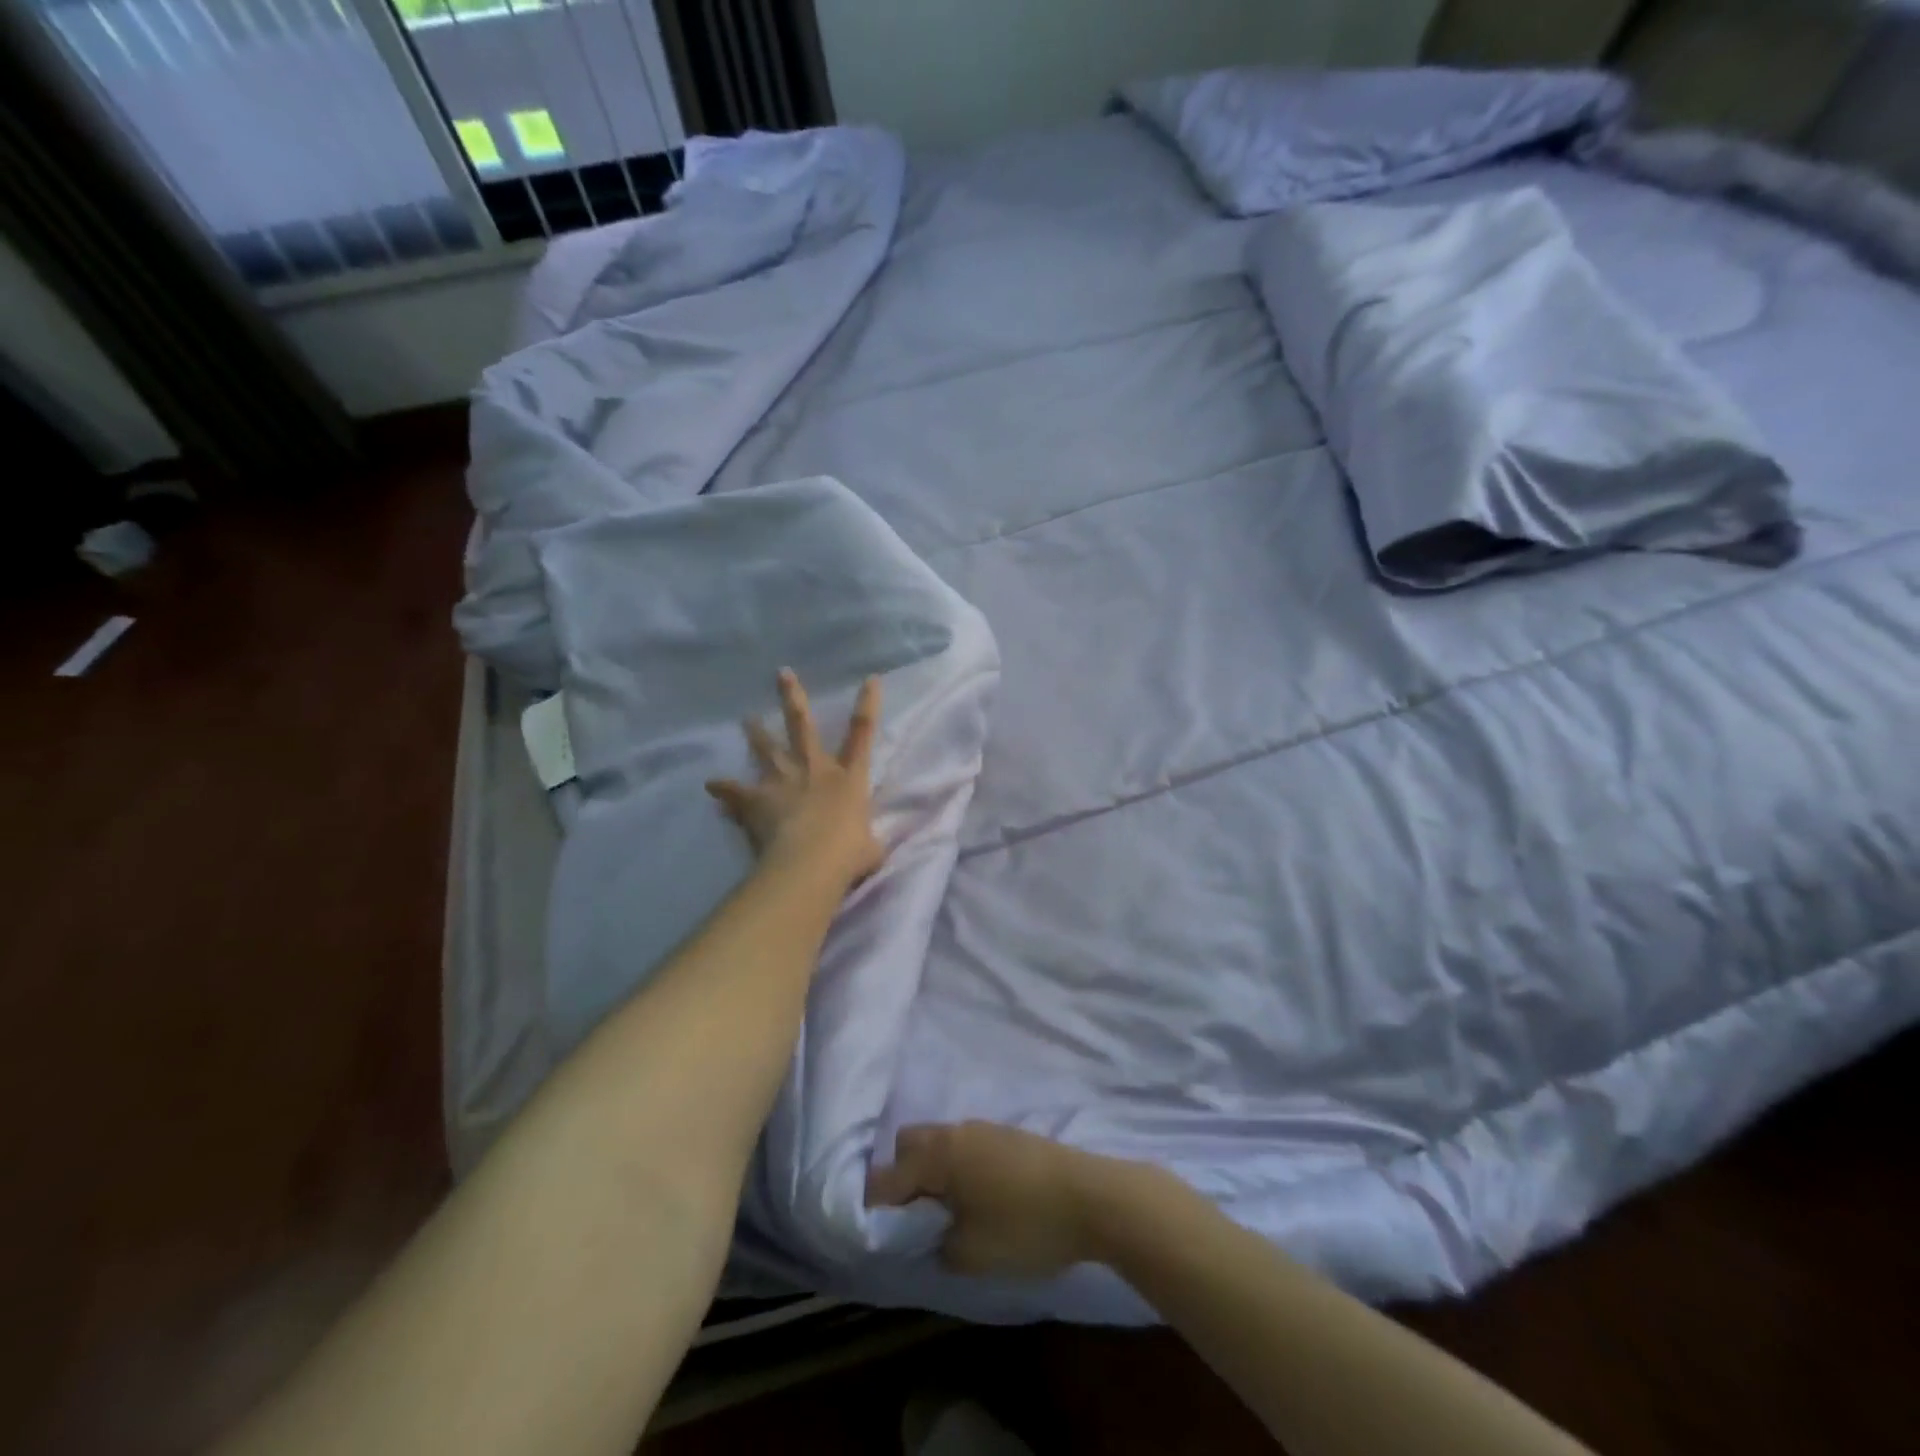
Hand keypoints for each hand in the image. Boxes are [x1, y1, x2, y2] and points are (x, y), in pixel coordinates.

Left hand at [705, 670, 885, 889]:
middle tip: (781, 674)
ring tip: (746, 718)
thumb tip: (867, 845)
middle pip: (802, 725)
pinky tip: (711, 785)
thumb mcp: (870, 848)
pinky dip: (724, 789)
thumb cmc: (848, 854)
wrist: (809, 863)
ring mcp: (783, 781)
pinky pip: (735, 792)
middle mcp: (815, 769)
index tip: (870, 679)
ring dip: (756, 733)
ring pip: (766, 749)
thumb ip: (867, 840)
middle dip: (793, 698)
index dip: (868, 704)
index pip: (863, 733)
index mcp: (848, 777)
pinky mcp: (757, 799)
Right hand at [866, 1121, 1161, 1278]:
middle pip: (908, 1145)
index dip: (875, 1206)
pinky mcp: (1006, 1135)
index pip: (886, 1177)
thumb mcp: (972, 1253)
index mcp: (938, 1155)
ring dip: (931, 1170)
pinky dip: (956, 1167)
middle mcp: (955, 1132)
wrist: (1091, 1196)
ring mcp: (983, 1128)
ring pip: (939, 1142)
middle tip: (912, 1219)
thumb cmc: (1025, 1225)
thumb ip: (937, 1244)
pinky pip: (963, 1145)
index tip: (876, 1234)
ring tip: (944, 1212)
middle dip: (900, 1178)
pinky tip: (975, 1198)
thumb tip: (929, 1235)